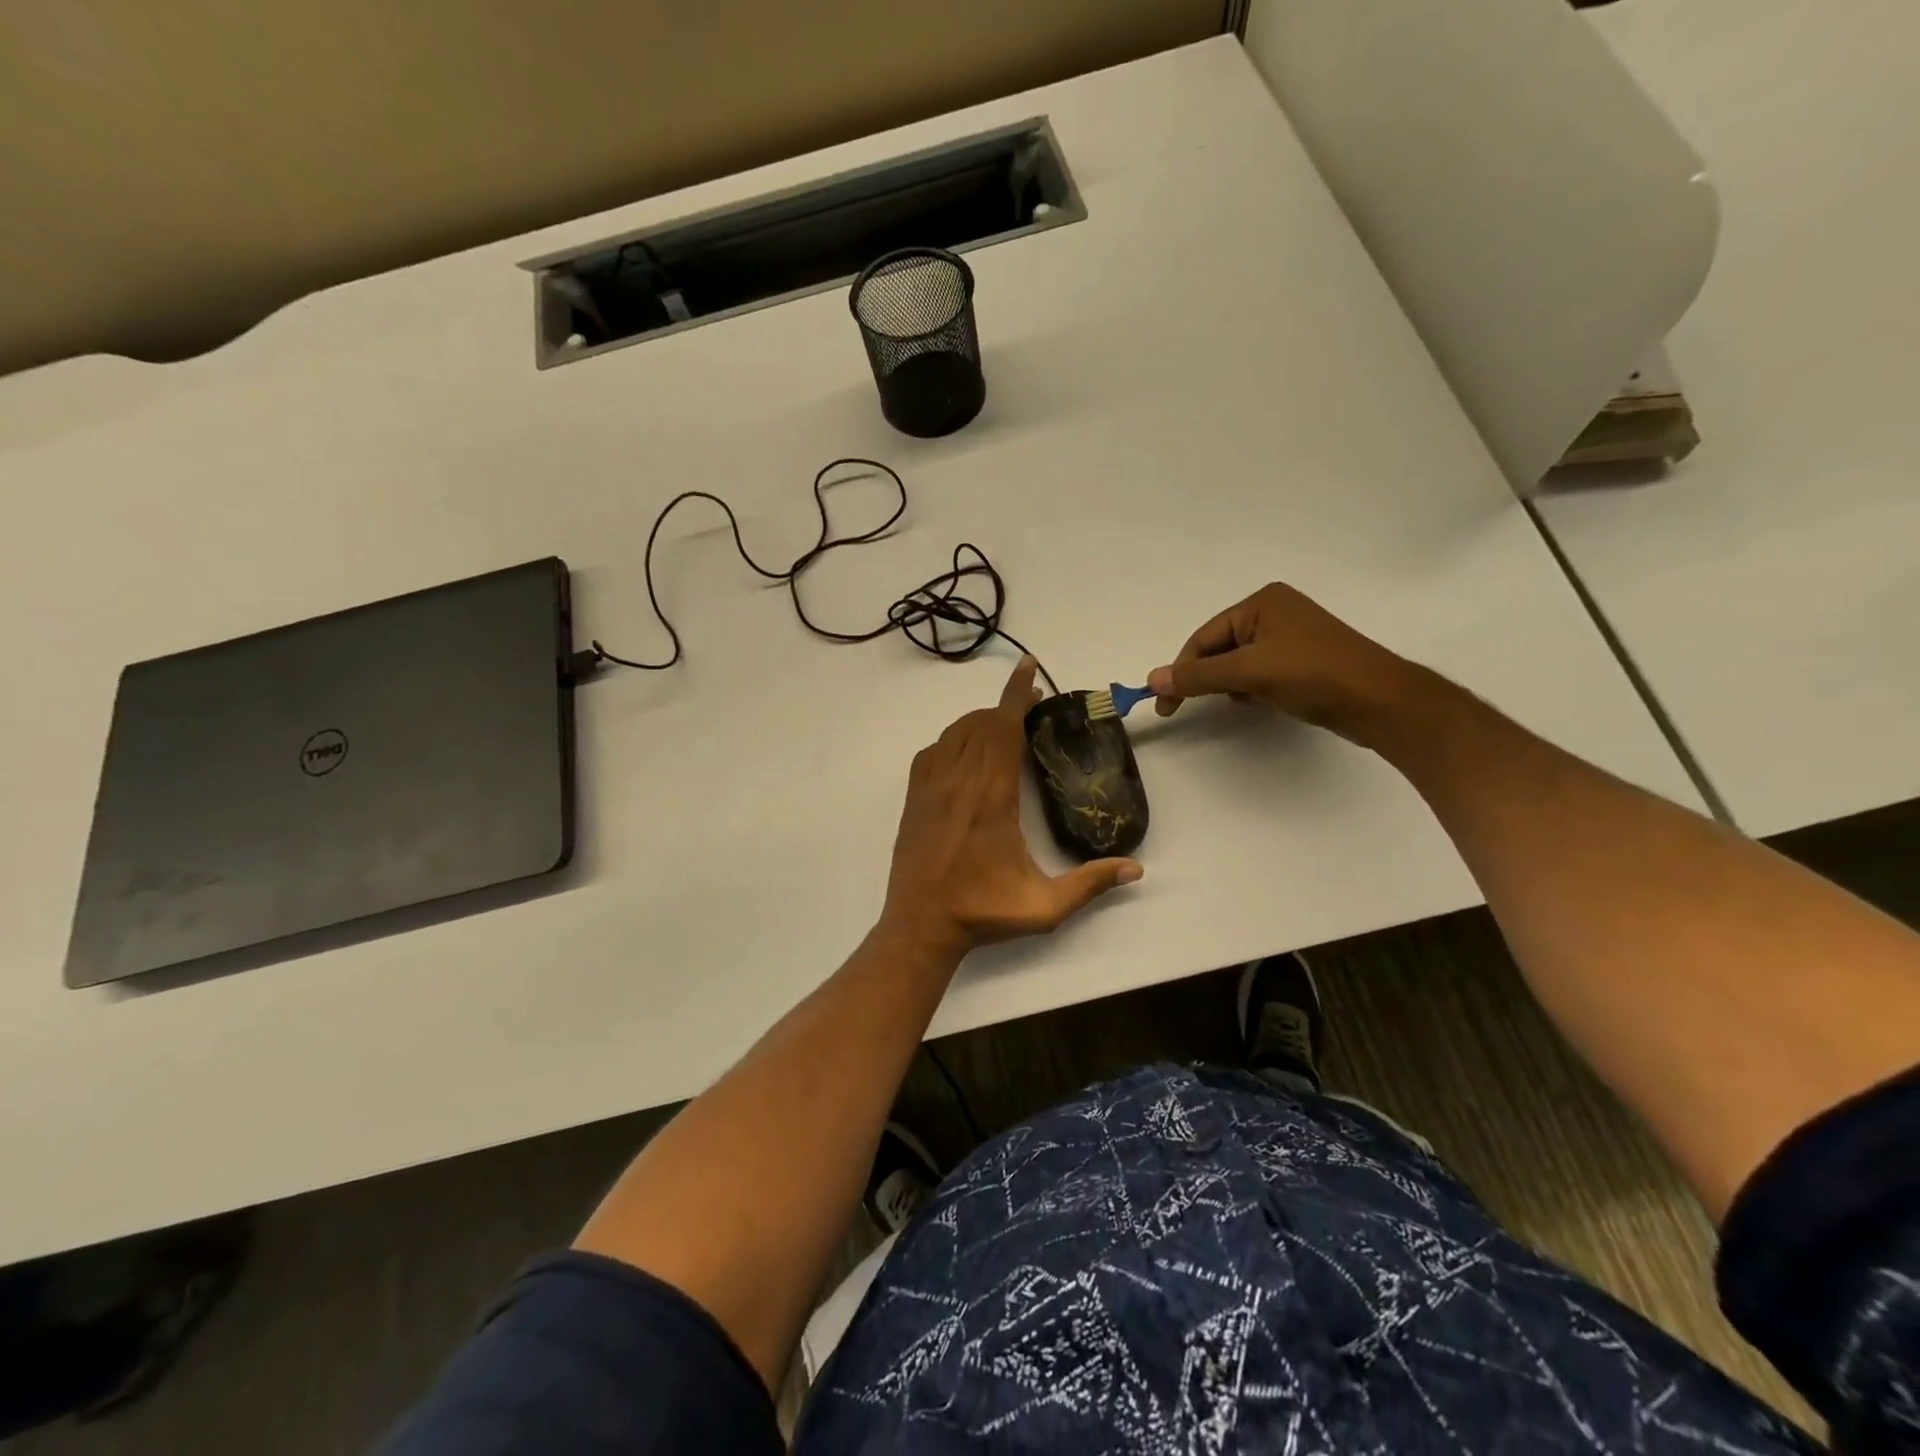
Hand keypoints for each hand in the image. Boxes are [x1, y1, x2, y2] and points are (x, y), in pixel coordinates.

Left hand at [882, 657, 1142, 953]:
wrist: (920, 926)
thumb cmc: (983, 912)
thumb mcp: (1045, 906)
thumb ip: (1091, 884)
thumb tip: (1136, 869)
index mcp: (992, 797)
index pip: (1004, 728)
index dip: (1017, 693)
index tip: (1028, 667)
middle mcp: (959, 781)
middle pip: (982, 723)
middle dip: (1007, 706)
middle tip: (1032, 707)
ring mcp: (931, 788)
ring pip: (955, 733)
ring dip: (980, 720)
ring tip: (1003, 726)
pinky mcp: (914, 799)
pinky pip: (931, 752)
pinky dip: (951, 739)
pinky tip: (964, 751)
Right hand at [1146, 582, 1413, 744]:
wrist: (1379, 702)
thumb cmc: (1314, 675)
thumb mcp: (1249, 672)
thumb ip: (1198, 676)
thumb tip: (1152, 679)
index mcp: (1262, 602)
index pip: (1204, 637)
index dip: (1181, 671)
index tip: (1166, 705)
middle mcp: (1275, 612)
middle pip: (1219, 648)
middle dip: (1208, 677)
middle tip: (1187, 708)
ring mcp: (1291, 637)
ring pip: (1238, 663)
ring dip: (1230, 685)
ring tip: (1240, 702)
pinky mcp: (1302, 661)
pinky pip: (1259, 672)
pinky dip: (1251, 688)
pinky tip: (1259, 702)